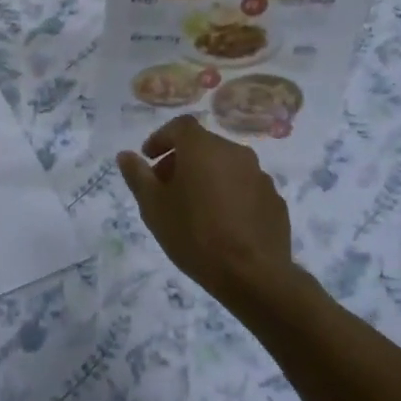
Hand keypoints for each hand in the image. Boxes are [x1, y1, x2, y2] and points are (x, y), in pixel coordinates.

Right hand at [117, 116, 295, 305]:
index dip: (161, 138)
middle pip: (203, 146)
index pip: (180, 126)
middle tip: (166, 188)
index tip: (149, 159)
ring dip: (207, 178)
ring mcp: (260, 176)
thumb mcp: (153, 206)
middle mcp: (235, 153)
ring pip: (226, 167)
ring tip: (194, 209)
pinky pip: (245, 188)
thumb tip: (125, 155)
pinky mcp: (274, 200)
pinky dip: (229, 195)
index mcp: (203, 148)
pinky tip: (222, 224)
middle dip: (181, 161)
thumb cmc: (193, 234)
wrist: (251, 274)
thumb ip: (137, 176)